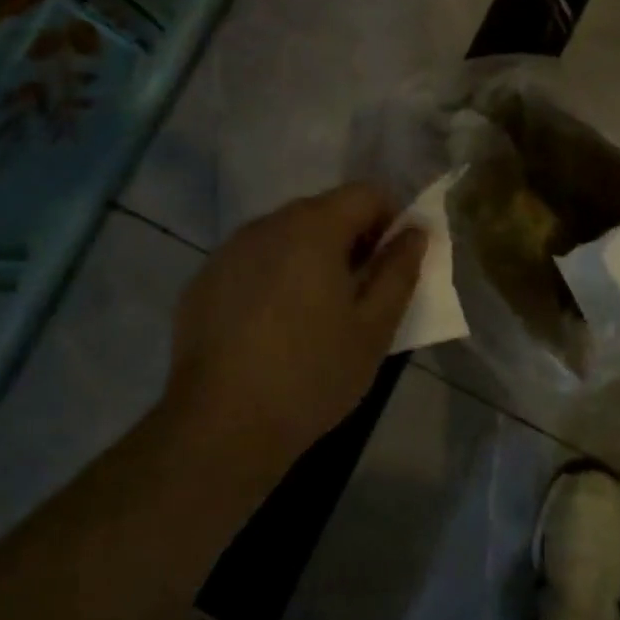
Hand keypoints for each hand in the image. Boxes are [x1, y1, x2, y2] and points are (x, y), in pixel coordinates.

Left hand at [165, 184, 426, 491]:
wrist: (219, 426)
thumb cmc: (310, 374)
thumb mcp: (373, 328)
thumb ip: (399, 271)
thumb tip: (415, 233)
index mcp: (313, 227)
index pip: (366, 193)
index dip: (390, 220)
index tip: (392, 265)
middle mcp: (267, 224)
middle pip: (323, 211)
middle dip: (350, 240)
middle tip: (359, 294)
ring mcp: (229, 250)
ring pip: (285, 236)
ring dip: (310, 258)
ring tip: (314, 314)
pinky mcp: (203, 280)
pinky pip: (253, 262)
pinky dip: (273, 277)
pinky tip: (271, 328)